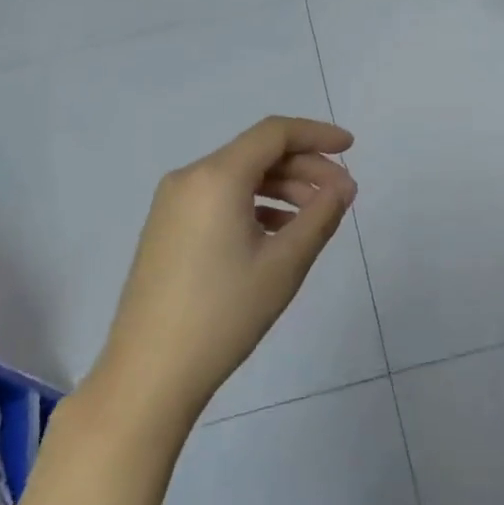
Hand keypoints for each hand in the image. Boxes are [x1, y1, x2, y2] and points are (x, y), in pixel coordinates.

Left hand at [95, 117, 356, 424]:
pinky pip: (219, 199)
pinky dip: (254, 205)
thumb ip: (321, 215)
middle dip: (304, 167)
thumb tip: (344, 186)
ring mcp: (172, 204)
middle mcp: (189, 178)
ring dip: (281, 187)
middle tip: (341, 195)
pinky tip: (278, 233)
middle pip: (257, 153)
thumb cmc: (225, 313)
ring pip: (238, 177)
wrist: (151, 371)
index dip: (317, 134)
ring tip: (316, 216)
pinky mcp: (166, 228)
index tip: (351, 149)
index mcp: (216, 177)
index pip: (274, 133)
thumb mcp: (285, 263)